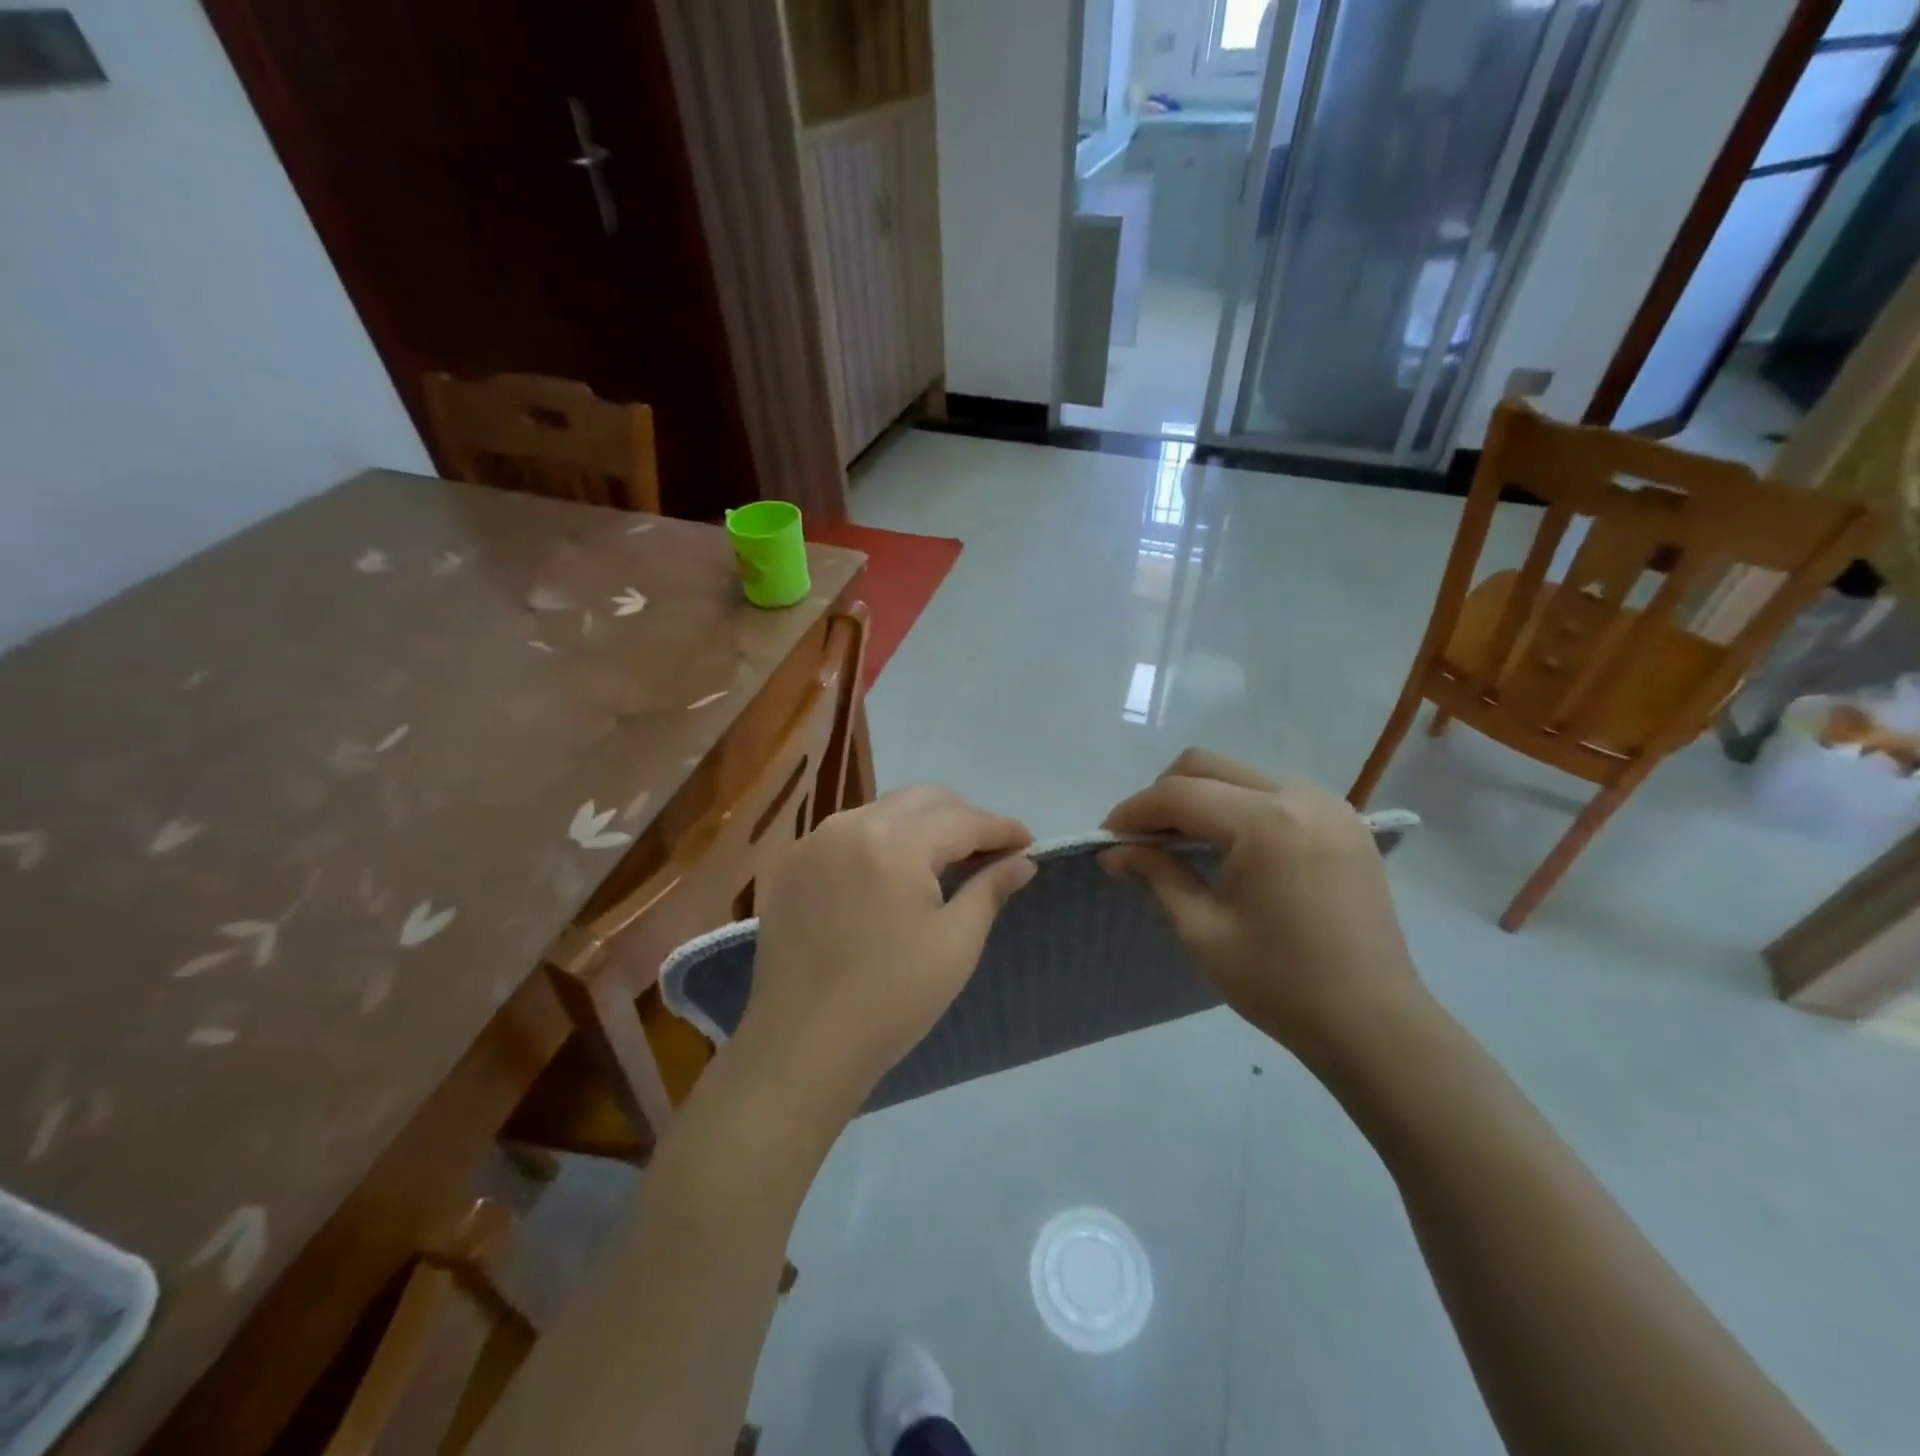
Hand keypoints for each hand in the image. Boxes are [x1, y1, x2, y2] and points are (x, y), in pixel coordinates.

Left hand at [735, 786, 1035, 1116]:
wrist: (802, 1046)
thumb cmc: (892, 998)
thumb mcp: (956, 944)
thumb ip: (989, 889)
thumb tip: (1022, 861)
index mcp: (894, 841)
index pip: (962, 819)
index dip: (1002, 828)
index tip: (1029, 843)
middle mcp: (850, 825)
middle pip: (922, 800)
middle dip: (963, 817)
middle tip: (989, 852)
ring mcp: (814, 842)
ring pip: (883, 811)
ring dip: (920, 827)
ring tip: (943, 863)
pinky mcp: (790, 865)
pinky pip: (847, 834)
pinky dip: (879, 842)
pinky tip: (890, 877)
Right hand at [1101, 748, 1424, 1061]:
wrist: (1373, 1023)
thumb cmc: (1279, 983)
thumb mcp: (1201, 930)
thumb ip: (1156, 874)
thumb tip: (1115, 849)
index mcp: (1265, 823)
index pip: (1178, 793)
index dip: (1133, 812)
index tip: (1106, 839)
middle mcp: (1299, 796)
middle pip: (1207, 765)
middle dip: (1163, 796)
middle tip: (1141, 839)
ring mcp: (1329, 805)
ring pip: (1241, 774)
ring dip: (1202, 797)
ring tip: (1182, 843)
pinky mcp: (1345, 822)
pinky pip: (1276, 793)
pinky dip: (1239, 807)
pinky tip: (1230, 847)